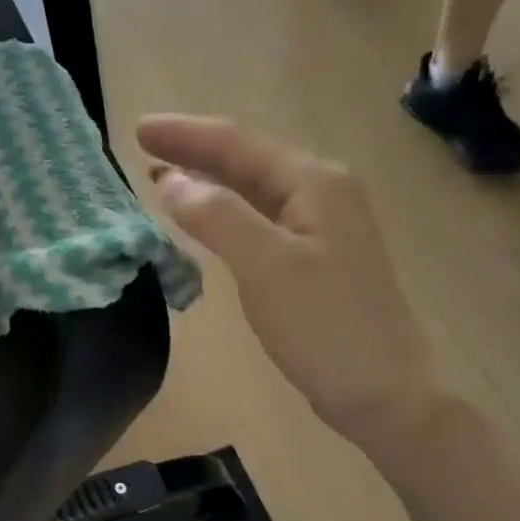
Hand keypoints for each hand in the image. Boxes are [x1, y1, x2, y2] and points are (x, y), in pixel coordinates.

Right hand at [137, 113, 441, 454]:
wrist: (382, 391)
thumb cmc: (324, 325)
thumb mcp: (266, 265)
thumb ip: (217, 217)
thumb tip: (170, 181)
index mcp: (313, 183)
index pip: (237, 144)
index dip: (185, 135)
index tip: (137, 129)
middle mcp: (321, 193)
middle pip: (246, 160)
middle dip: (194, 152)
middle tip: (142, 148)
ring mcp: (321, 226)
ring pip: (252, 189)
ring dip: (207, 180)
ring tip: (161, 176)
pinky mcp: (313, 258)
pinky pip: (258, 219)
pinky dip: (223, 213)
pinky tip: (203, 219)